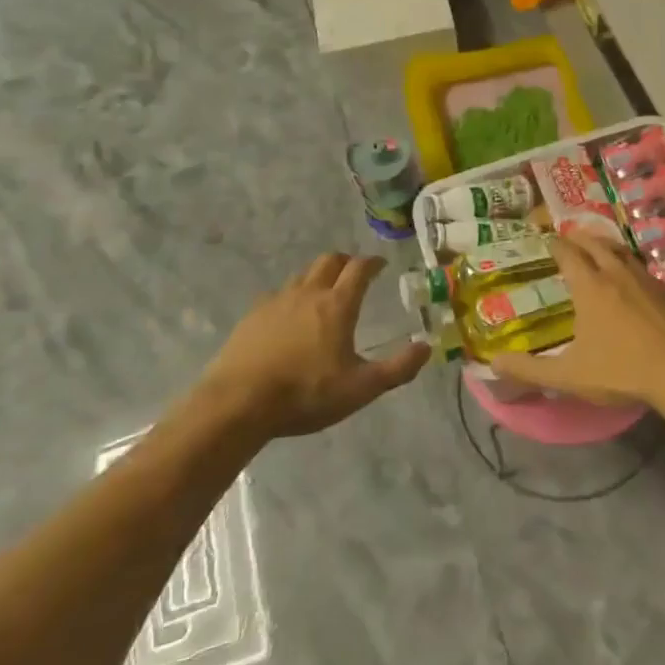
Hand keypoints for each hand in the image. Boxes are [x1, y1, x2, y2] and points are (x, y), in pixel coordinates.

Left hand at [203, 253, 430, 438]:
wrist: (238, 403)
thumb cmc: (305, 394)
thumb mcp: (360, 389)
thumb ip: (397, 369)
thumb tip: (426, 347)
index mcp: (337, 305)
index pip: (359, 269)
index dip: (373, 262)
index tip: (381, 264)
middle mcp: (308, 293)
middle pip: (329, 261)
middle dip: (346, 261)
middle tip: (355, 272)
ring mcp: (277, 302)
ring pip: (302, 275)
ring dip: (318, 275)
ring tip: (324, 292)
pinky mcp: (253, 316)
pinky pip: (278, 295)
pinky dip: (292, 296)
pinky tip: (289, 316)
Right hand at [492, 234, 664, 406]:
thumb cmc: (623, 370)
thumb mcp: (569, 376)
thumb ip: (529, 369)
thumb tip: (493, 362)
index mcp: (590, 286)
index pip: (568, 253)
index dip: (555, 244)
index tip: (547, 240)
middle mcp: (617, 274)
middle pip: (596, 242)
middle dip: (579, 236)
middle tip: (569, 237)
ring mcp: (647, 280)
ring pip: (622, 251)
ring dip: (606, 245)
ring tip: (598, 248)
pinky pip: (643, 269)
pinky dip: (629, 265)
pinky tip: (632, 280)